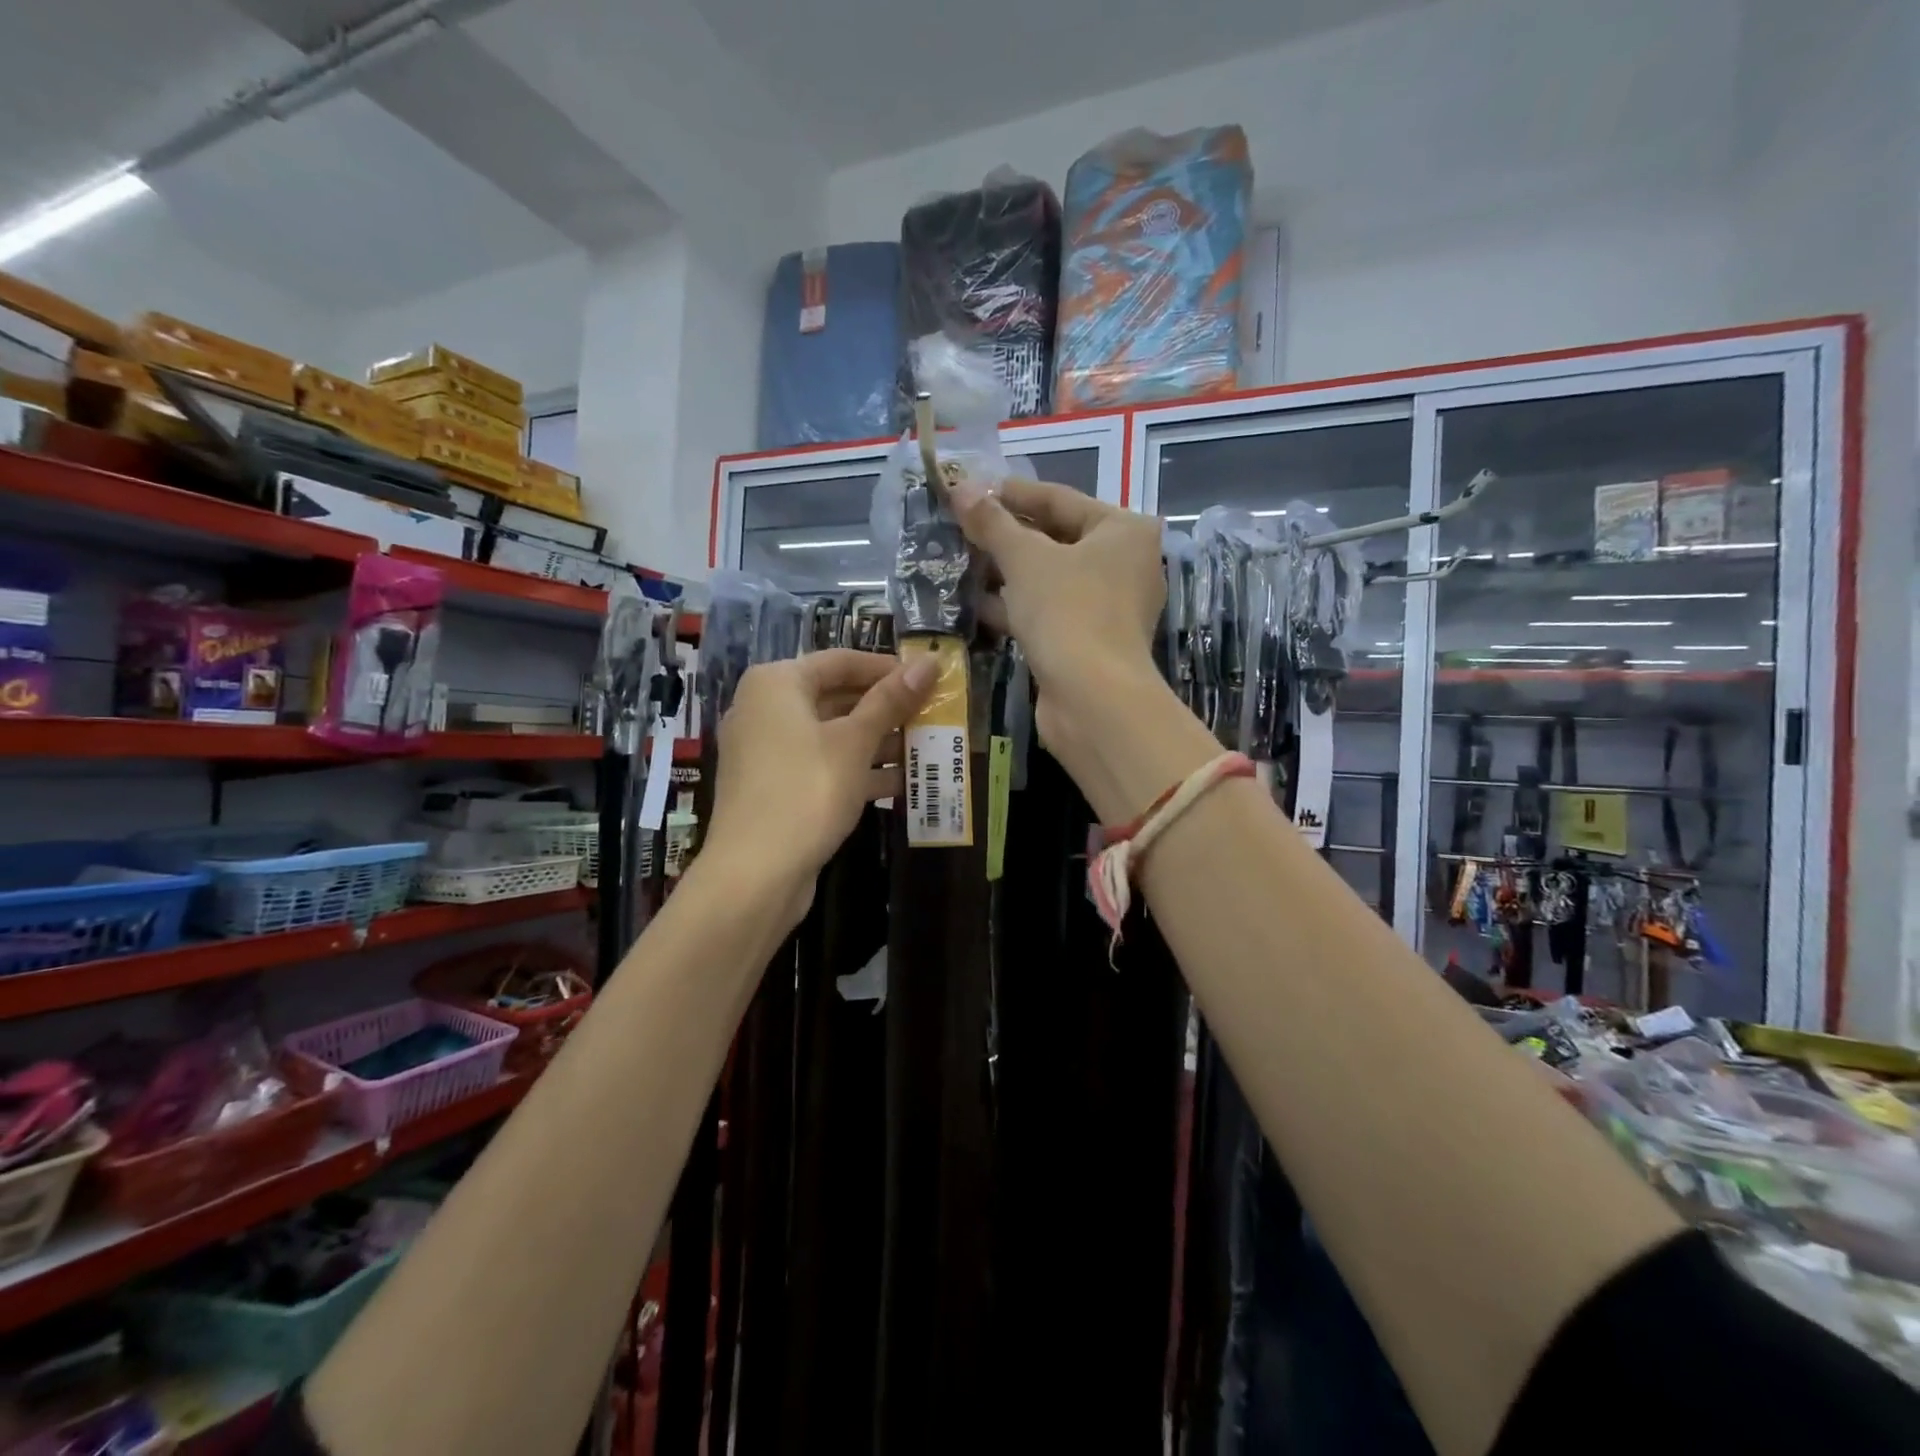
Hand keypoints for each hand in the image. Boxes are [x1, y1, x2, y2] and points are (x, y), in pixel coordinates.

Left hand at [703, 649, 934, 911]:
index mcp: (777, 684)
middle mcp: (765, 709)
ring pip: (832, 734)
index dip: (887, 668)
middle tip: (931, 713)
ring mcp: (767, 751)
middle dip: (886, 708)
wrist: (755, 873)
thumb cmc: (807, 790)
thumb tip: (930, 661)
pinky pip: (822, 764)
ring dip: (877, 741)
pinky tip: (900, 782)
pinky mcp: (775, 786)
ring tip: (925, 746)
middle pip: (836, 697)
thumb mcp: (855, 741)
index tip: (928, 679)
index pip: (841, 661)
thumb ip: (892, 700)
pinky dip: (857, 769)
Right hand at [949, 475, 1167, 780]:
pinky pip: (1050, 612)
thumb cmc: (1068, 611)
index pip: (1060, 499)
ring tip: (961, 562)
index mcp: (1124, 531)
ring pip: (1051, 579)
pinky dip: (1018, 606)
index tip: (971, 490)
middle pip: (1057, 539)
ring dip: (1008, 573)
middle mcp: (1125, 565)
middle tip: (962, 527)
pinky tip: (977, 604)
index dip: (1012, 493)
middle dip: (1007, 537)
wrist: (1092, 699)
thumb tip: (960, 487)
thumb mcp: (1025, 559)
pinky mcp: (1091, 642)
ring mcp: (1110, 607)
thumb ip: (992, 523)